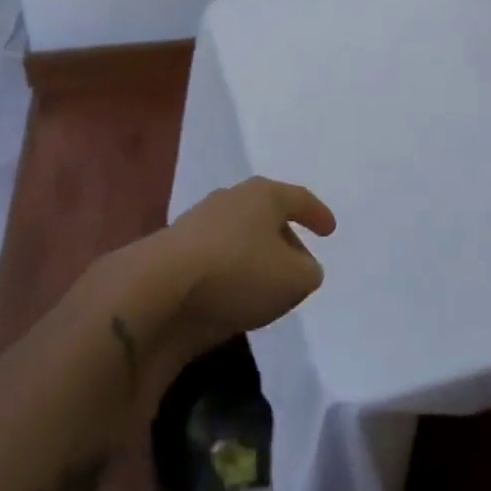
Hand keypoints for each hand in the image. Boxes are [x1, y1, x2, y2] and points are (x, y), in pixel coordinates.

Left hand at [104, 178, 334, 382]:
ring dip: (255, 257)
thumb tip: (302, 267)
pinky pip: (216, 259)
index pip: (298, 198)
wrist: (160, 289)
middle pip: (265, 214)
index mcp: (263, 194)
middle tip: (299, 263)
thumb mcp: (294, 279)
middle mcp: (230, 200)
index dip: (317, 214)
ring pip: (238, 236)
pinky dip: (230, 273)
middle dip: (284, 237)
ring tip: (267, 284)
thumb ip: (308, 271)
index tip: (329, 230)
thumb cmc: (239, 272)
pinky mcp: (175, 253)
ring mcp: (198, 224)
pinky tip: (235, 296)